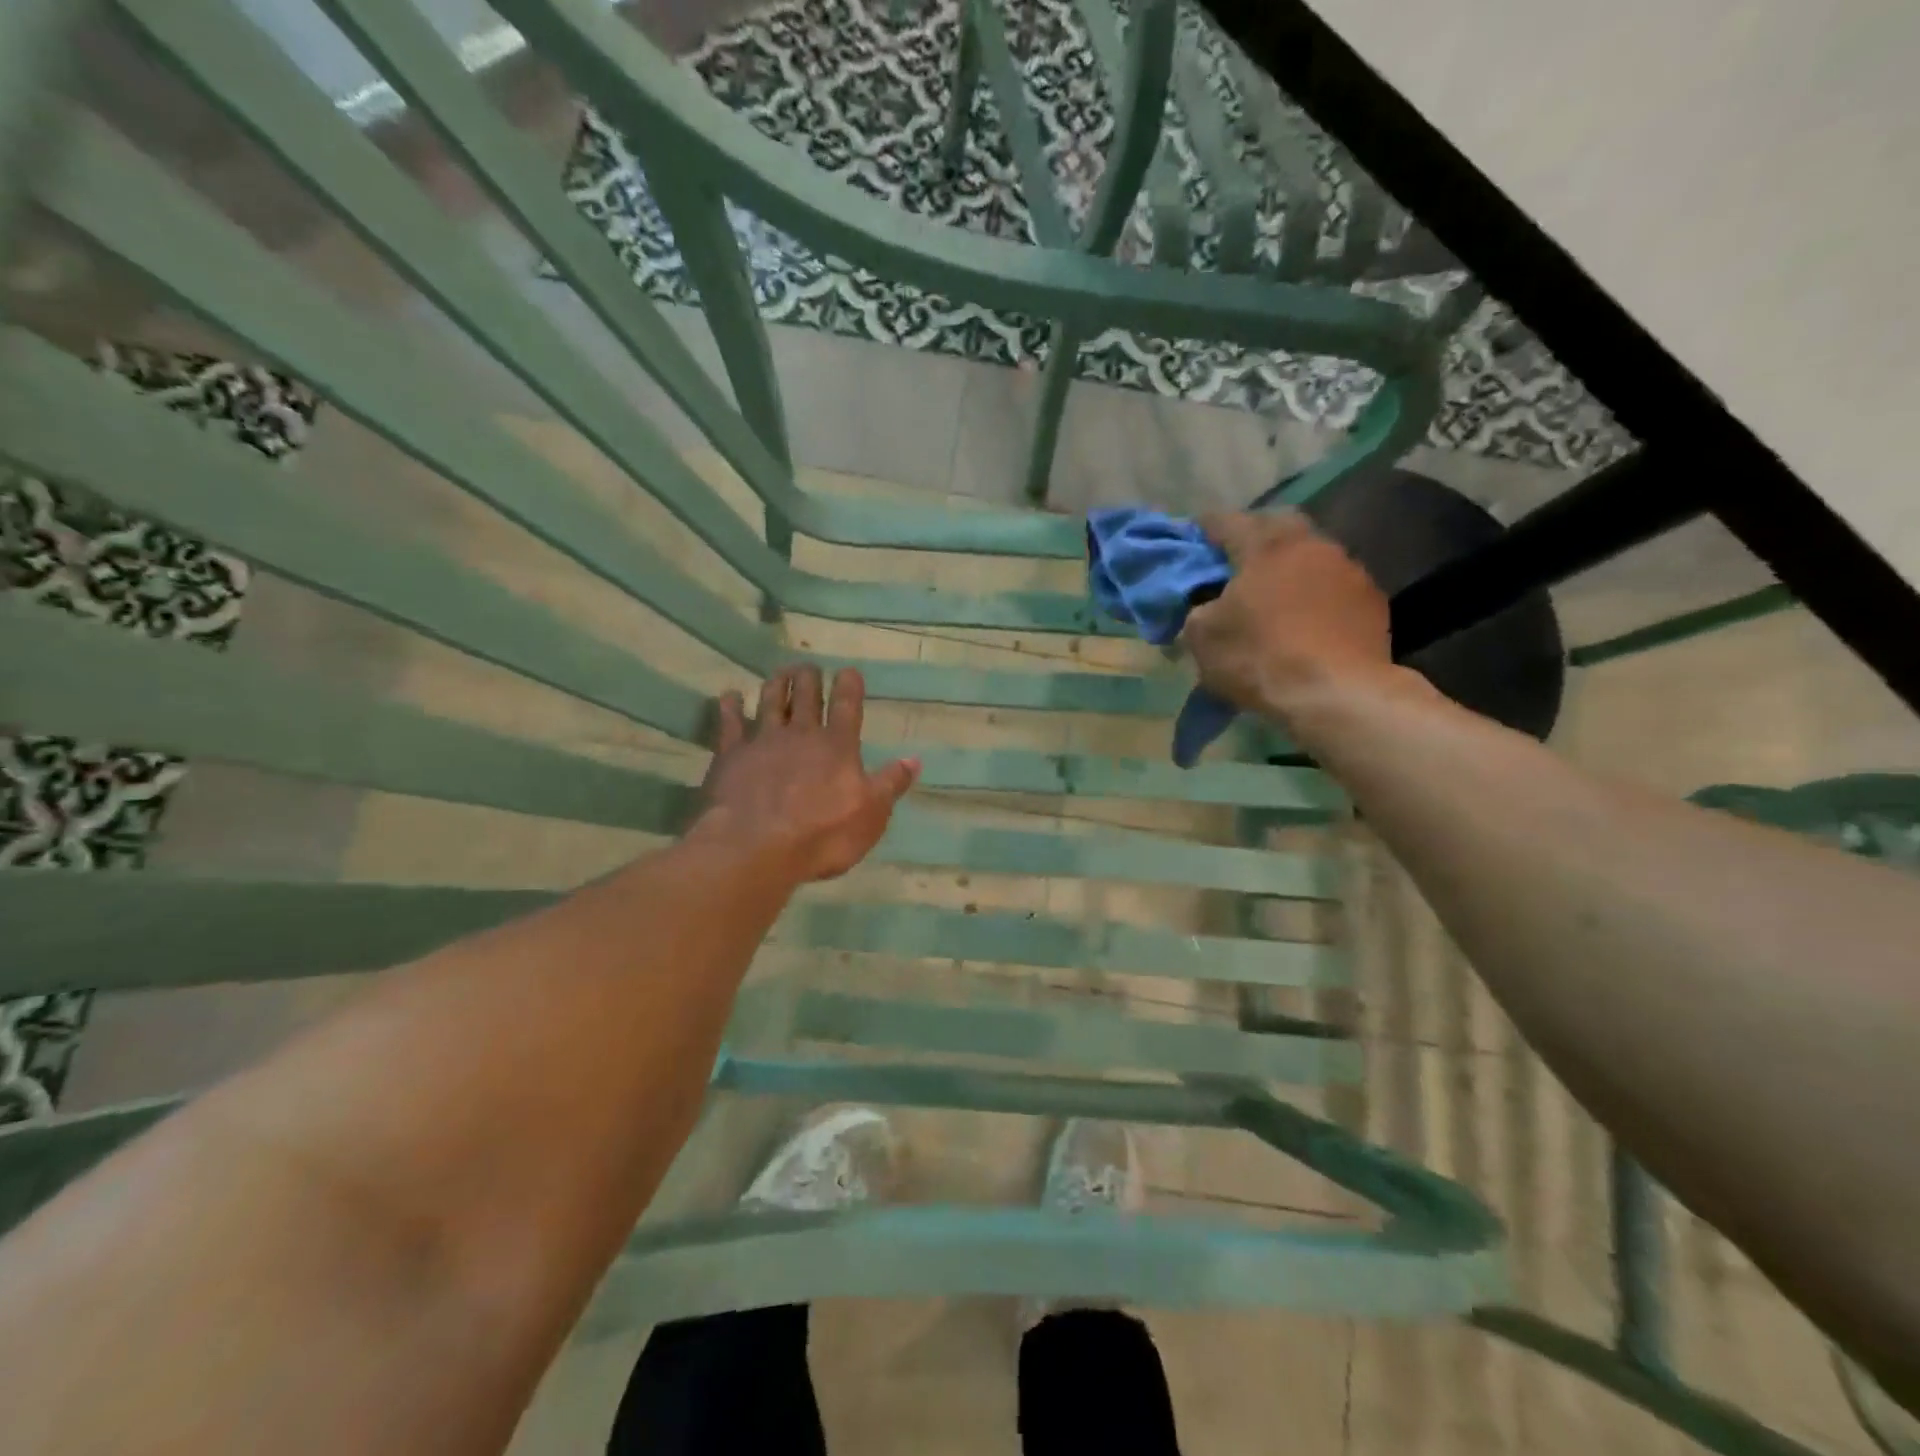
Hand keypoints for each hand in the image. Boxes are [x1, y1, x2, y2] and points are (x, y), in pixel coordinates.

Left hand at [690, 664, 918, 882]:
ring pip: (771, 701)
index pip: (847, 706)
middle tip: (809, 667)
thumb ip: (891, 784)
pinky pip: (730, 722)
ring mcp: (763, 741)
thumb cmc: (822, 835)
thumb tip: (914, 759)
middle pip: (806, 696)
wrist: (755, 848)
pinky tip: (730, 696)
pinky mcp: (730, 755)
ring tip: (781, 672)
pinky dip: (730, 706)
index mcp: (838, 746)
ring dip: (777, 683)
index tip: (848, 670)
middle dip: (809, 678)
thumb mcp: (871, 815)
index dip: (849, 685)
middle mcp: (801, 734)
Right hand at [1184, 511, 1395, 721]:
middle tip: (1236, 559)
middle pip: (1277, 524)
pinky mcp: (1372, 599)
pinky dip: (1315, 591)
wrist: (1338, 694)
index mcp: (1265, 545)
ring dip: (1289, 564)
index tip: (1193, 537)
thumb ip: (1198, 609)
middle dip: (1254, 536)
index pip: (1226, 521)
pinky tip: (1306, 617)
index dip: (1205, 528)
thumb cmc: (1261, 658)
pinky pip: (1334, 583)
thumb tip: (1205, 605)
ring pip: (1310, 552)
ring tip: (1274, 591)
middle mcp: (1310, 544)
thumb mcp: (1203, 637)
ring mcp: (1348, 568)